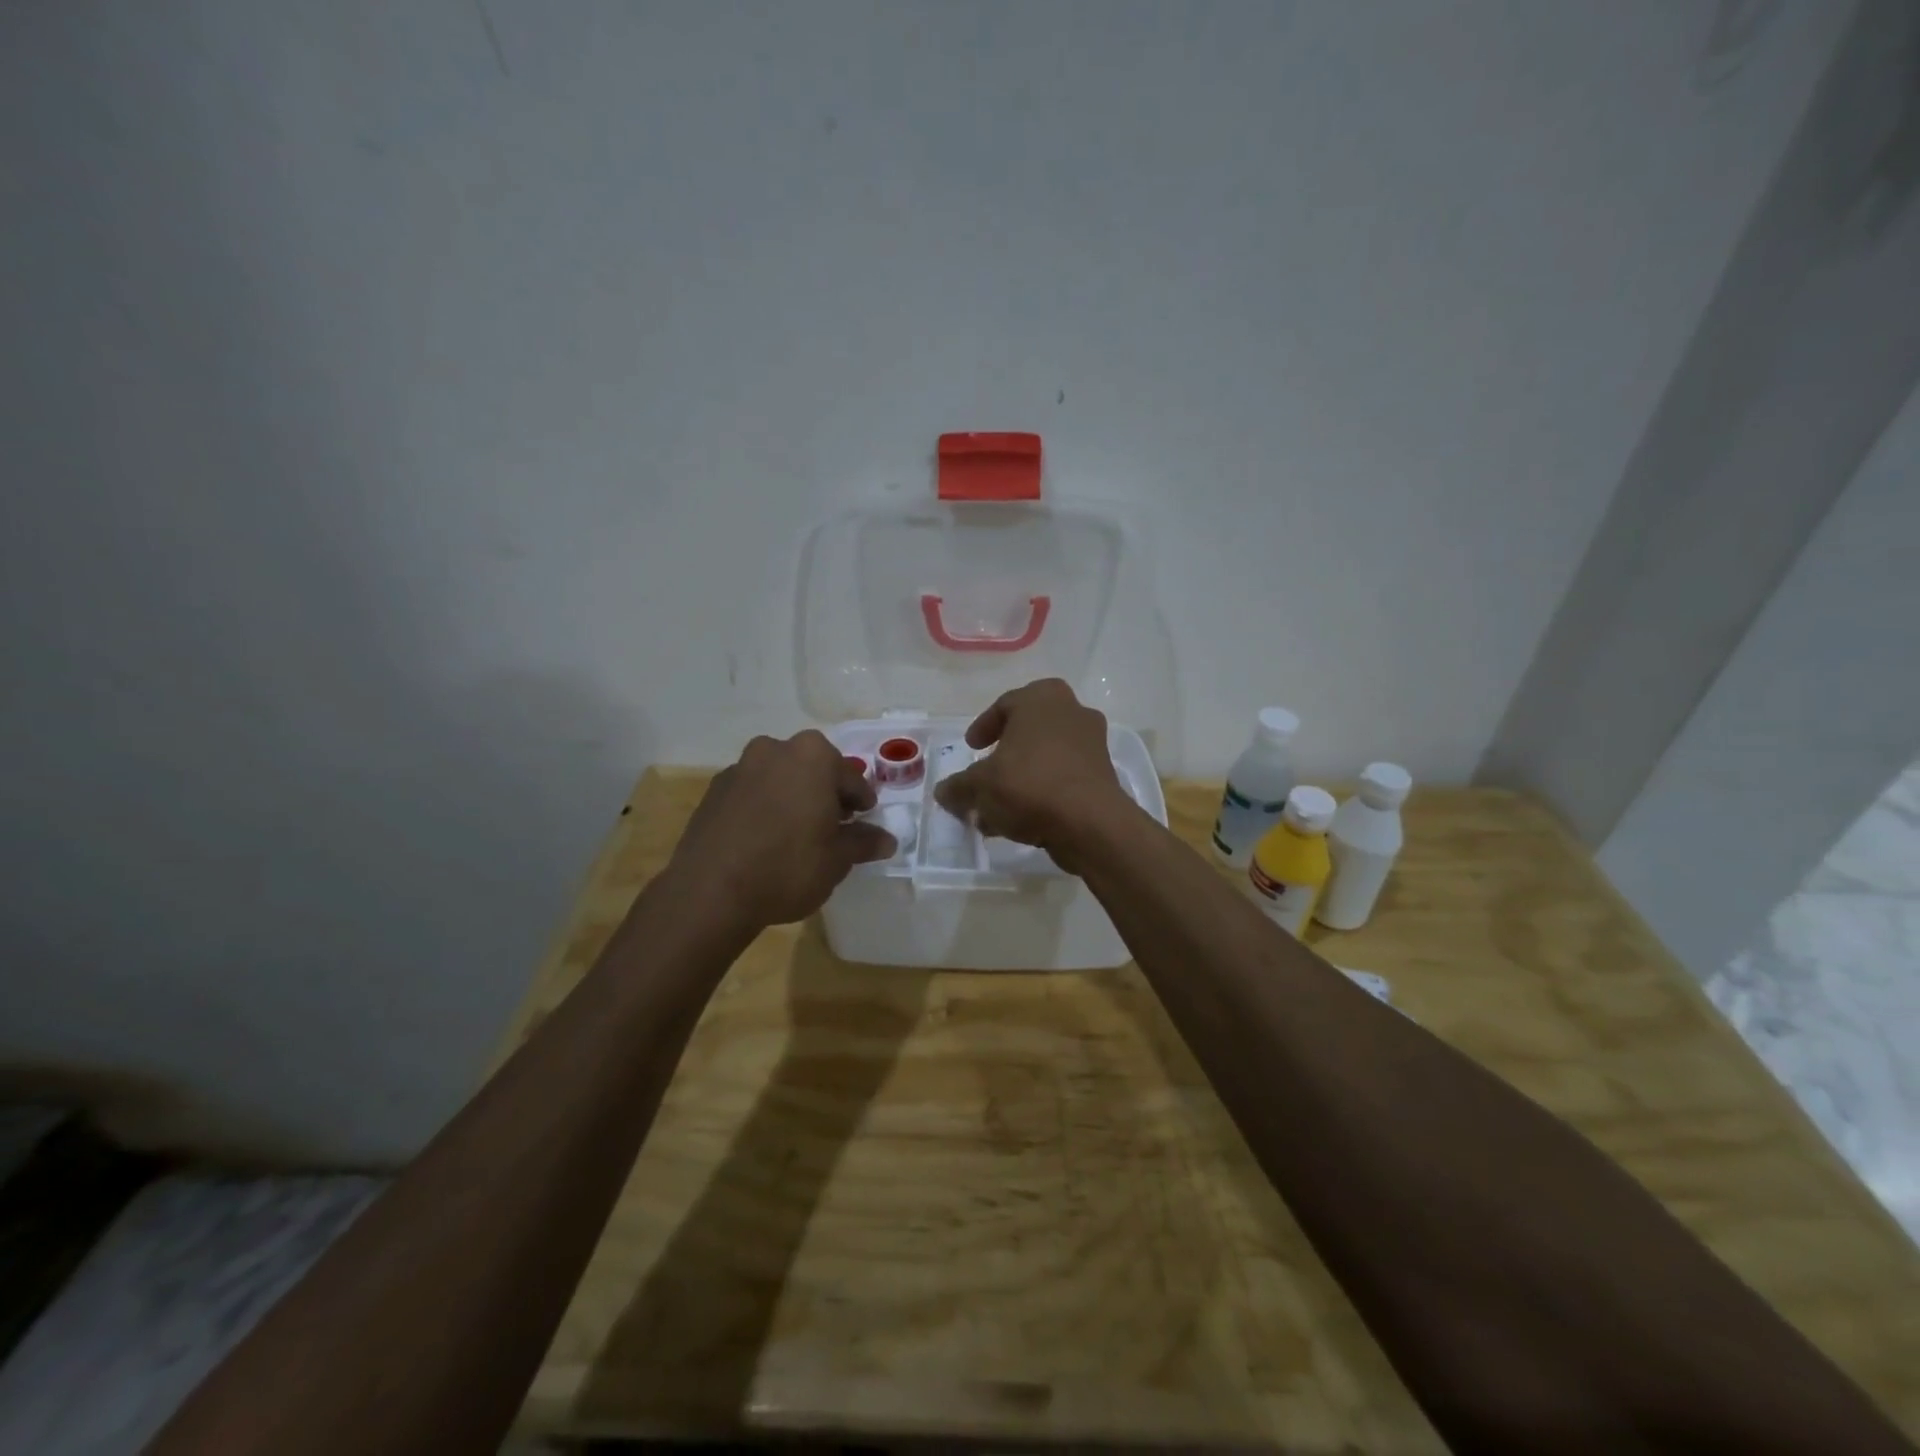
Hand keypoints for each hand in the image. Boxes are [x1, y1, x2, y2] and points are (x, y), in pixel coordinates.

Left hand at [664, 731, 895, 931]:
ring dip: (793, 797)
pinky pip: (752, 792)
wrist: (710, 892)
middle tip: (833, 825)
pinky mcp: (714, 790)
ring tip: (797, 833)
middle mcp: (775, 749)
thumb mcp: (837, 859)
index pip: (850, 777)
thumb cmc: (787, 867)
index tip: (863, 820)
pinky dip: (764, 806)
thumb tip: (887, 839)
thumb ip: (863, 842)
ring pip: (780, 777)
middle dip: (825, 793)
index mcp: (813, 756)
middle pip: (812, 769)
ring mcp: (740, 767)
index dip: (861, 801)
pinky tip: (765, 838)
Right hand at [934, 678, 1133, 865]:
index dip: (983, 727)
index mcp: (1042, 698)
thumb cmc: (1029, 785)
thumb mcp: (980, 786)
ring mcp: (1092, 743)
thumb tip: (943, 792)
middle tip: (988, 769)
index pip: (1005, 705)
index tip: (971, 747)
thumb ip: (958, 787)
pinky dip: (1043, 791)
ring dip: (1022, 776)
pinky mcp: (1103, 775)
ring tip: (999, 805)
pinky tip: (1021, 819)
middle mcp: (1072, 711)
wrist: (1090, 823)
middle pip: (1029, 730)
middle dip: (1005, 752)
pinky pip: (1063, 777)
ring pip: (1046, 756)